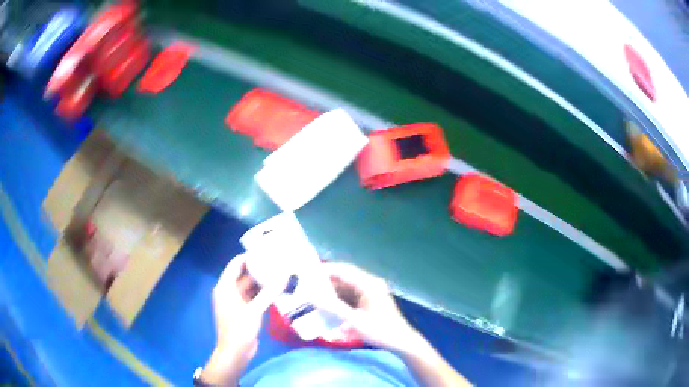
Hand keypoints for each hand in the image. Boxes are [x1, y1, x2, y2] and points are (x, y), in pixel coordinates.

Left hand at [201, 253, 285, 384]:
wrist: (235, 352)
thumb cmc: (240, 329)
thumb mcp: (255, 310)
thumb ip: (269, 293)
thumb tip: (284, 276)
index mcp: (225, 287)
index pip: (235, 265)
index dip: (248, 256)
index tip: (265, 251)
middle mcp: (228, 291)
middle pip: (243, 275)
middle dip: (259, 269)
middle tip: (277, 262)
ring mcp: (235, 302)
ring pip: (249, 287)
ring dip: (262, 282)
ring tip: (280, 273)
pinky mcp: (243, 310)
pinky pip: (253, 297)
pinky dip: (262, 293)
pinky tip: (276, 290)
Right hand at [321, 263, 471, 385]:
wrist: (401, 342)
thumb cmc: (380, 330)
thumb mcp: (355, 321)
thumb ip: (333, 308)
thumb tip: (313, 297)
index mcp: (368, 284)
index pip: (344, 269)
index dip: (326, 269)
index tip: (307, 273)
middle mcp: (369, 284)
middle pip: (344, 277)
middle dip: (326, 281)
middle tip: (306, 286)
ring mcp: (370, 292)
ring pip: (345, 287)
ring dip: (331, 291)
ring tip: (312, 295)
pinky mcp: (369, 301)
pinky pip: (349, 295)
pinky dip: (338, 299)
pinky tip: (326, 306)